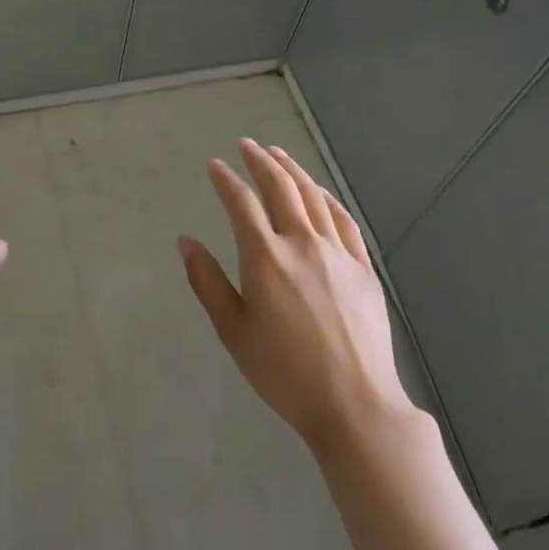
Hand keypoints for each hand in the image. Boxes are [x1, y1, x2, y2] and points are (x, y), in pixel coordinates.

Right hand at [180, 140, 416, 457]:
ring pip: (313, 196)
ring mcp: (338, 252)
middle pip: (280, 187)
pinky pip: (344, 220)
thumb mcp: (233, 331)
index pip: (241, 202)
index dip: (225, 179)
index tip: (214, 165)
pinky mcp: (363, 268)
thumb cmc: (283, 372)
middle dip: (261, 161)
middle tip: (247, 145)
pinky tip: (319, 192)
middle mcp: (302, 243)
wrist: (354, 404)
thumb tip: (185, 241)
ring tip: (278, 154)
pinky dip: (326, 198)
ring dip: (293, 170)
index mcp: (265, 257)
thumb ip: (207, 281)